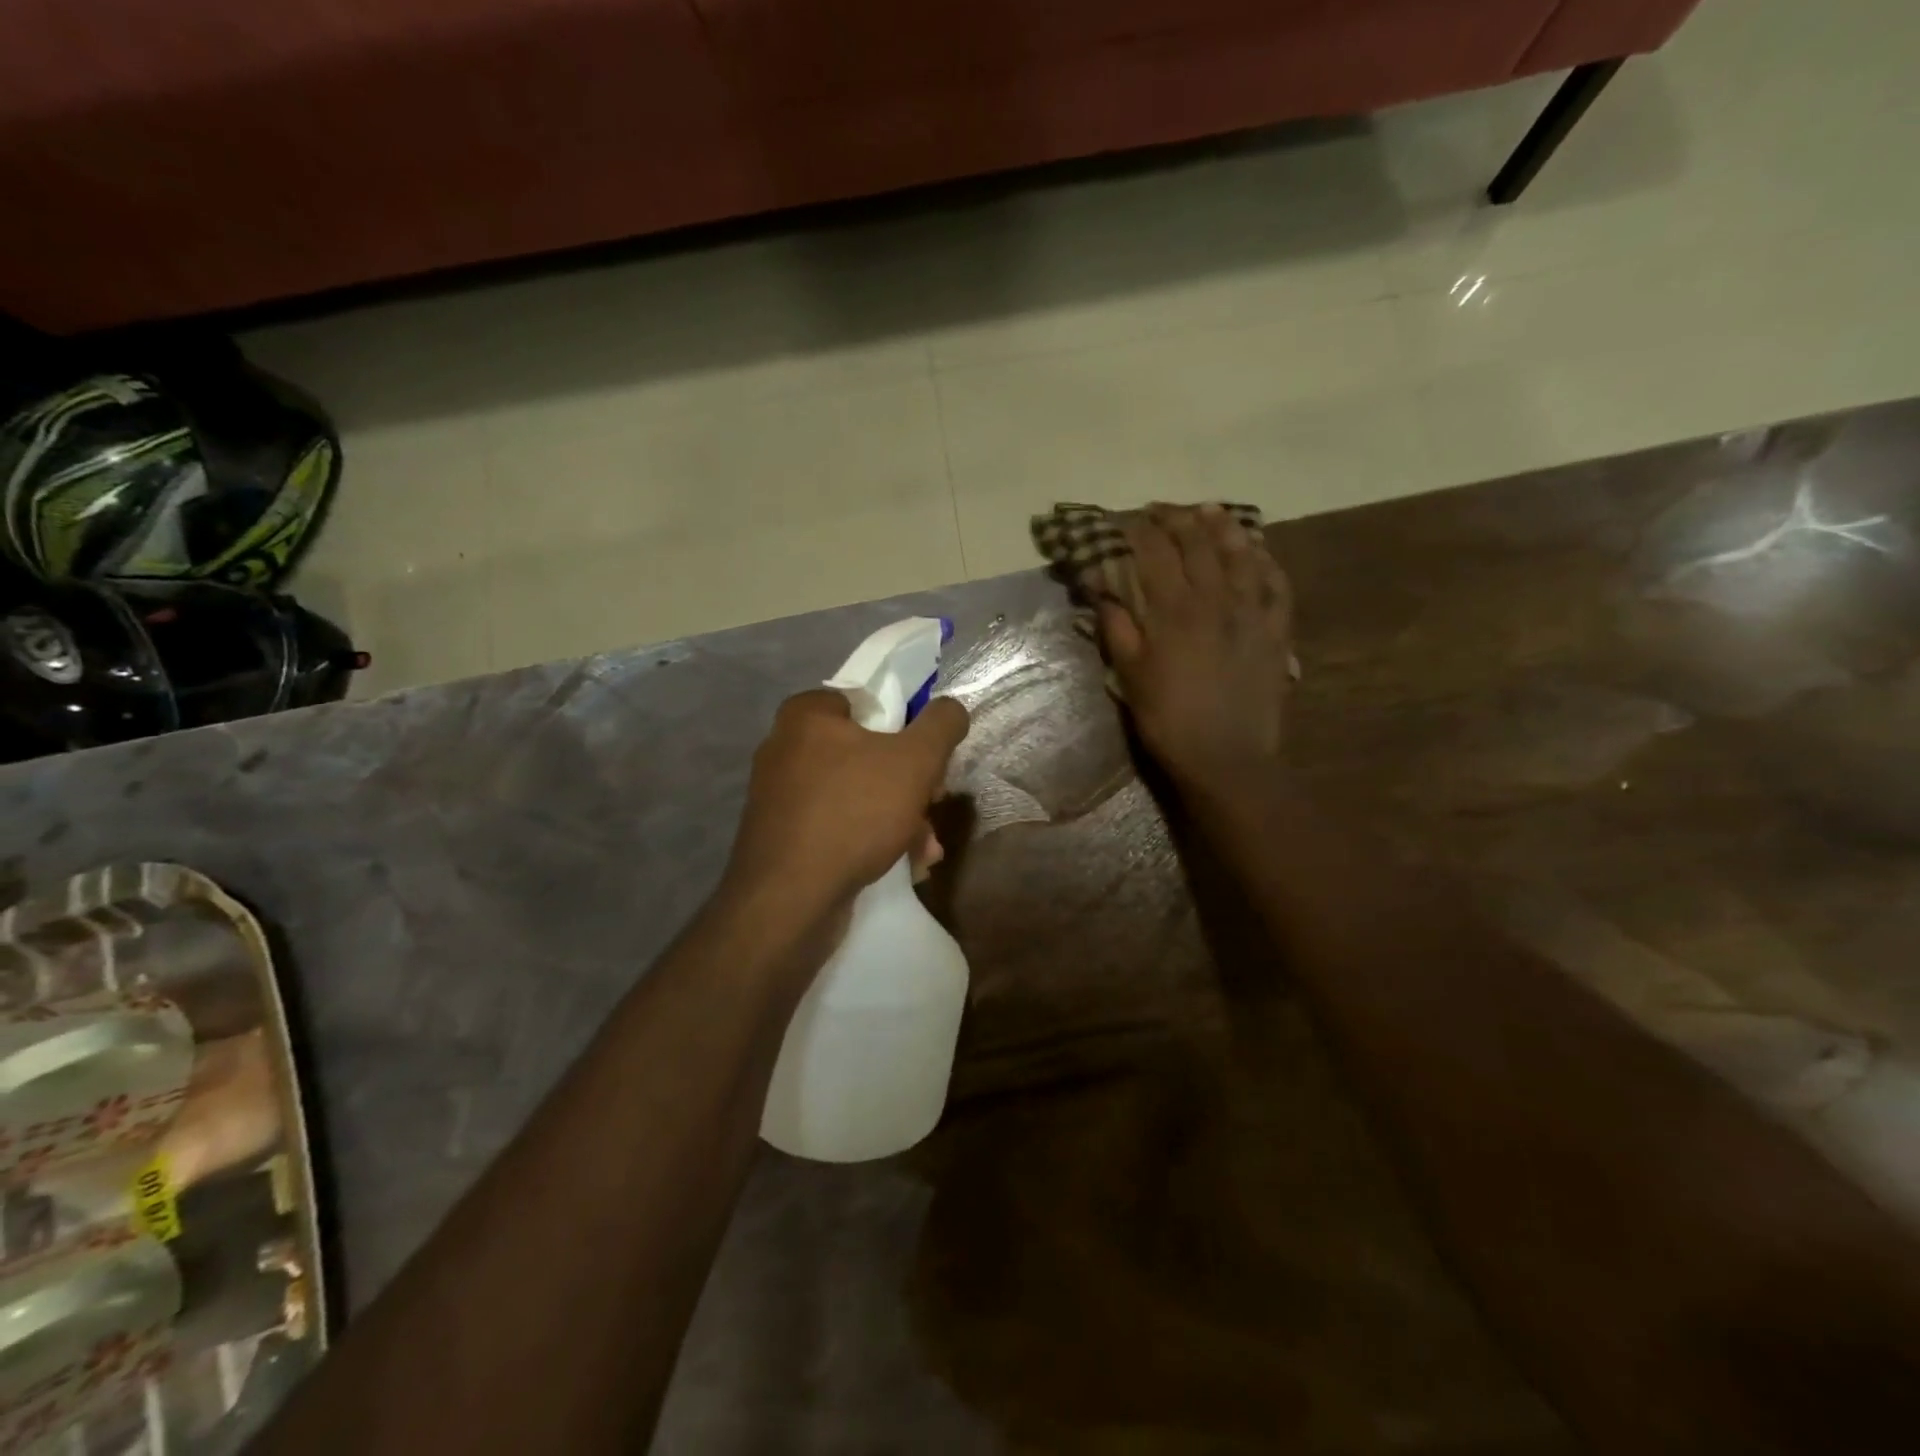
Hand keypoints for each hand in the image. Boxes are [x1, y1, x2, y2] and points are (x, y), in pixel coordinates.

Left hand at [725, 689, 970, 917]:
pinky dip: (870, 840)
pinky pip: (837, 825)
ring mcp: (781, 796)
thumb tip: (952, 707)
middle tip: (933, 805)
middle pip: (867, 753)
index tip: (928, 760)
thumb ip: (941, 725)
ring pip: (857, 794)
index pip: (866, 703)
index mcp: (806, 716)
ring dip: (899, 818)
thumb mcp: (915, 761)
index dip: (905, 728)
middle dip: (910, 785)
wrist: (789, 900)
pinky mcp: (782, 837)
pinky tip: (902, 865)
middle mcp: (785, 749)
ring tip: (925, 849)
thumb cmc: (853, 813)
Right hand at [1097, 504, 1292, 801]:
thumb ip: (1117, 628)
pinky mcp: (1277, 629)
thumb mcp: (1130, 676)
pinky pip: (1277, 583)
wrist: (1226, 757)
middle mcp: (1215, 598)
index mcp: (1174, 610)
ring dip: (1223, 526)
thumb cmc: (1168, 719)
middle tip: (1161, 510)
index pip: (1154, 553)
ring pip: (1240, 553)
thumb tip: (1103, 589)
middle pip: (1197, 542)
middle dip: (1176, 518)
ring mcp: (1252, 611)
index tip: (1125, 521)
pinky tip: (1257, 550)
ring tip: (1209, 510)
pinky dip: (1265, 560)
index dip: (1138, 531)